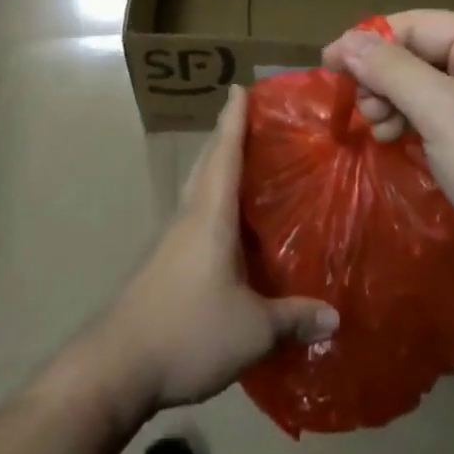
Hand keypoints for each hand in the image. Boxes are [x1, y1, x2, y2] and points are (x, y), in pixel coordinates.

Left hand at [98, 86, 338, 416]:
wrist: (117, 366)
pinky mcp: (165, 262)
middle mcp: (190, 216)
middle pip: (208, 163)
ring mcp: (173, 240)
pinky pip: (195, 213)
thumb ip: (294, 319)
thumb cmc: (188, 331)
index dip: (234, 119)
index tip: (240, 87)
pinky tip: (228, 221)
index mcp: (211, 215)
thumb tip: (336, 317)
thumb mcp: (252, 331)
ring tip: (244, 160)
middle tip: (250, 116)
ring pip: (199, 187)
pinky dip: (212, 198)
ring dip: (217, 165)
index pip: (225, 153)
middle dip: (226, 134)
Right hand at [324, 11, 453, 276]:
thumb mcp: (442, 112)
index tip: (328, 64)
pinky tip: (396, 143)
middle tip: (363, 112)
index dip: (368, 40)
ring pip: (422, 87)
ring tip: (380, 131)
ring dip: (393, 103)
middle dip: (382, 78)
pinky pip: (435, 117)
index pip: (413, 24)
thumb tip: (346, 41)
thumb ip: (391, 71)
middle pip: (416, 54)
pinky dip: (410, 124)